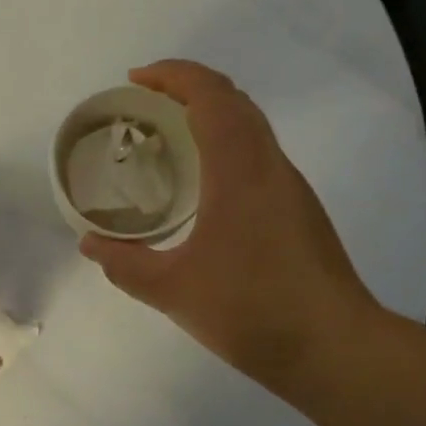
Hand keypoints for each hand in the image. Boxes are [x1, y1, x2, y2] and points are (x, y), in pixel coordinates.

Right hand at [80, 60, 380, 389]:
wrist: (336, 349)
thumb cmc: (252, 310)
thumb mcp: (173, 290)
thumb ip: (125, 264)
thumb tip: (90, 243)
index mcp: (240, 171)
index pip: (211, 96)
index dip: (173, 76)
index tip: (135, 81)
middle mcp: (270, 166)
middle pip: (234, 100)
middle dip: (188, 88)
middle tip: (144, 105)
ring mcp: (290, 187)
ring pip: (250, 126)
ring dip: (210, 114)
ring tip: (166, 138)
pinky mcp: (298, 210)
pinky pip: (257, 154)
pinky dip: (224, 144)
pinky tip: (201, 184)